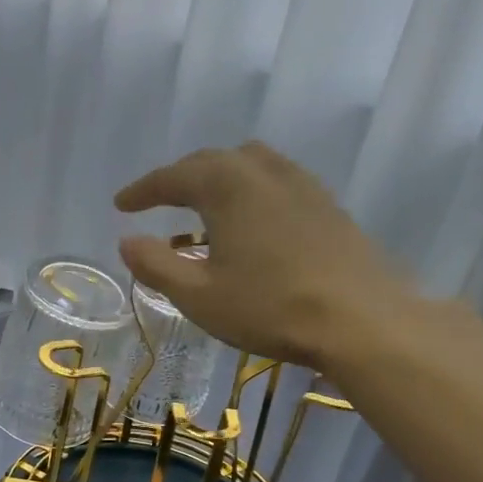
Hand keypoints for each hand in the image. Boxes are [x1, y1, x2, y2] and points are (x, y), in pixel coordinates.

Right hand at [113, 141, 418, 367]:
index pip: (174, 176)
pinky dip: (251, 193)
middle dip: (180, 179)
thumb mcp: (199, 295)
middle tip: (158, 201)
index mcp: (227, 185)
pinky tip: (253, 224)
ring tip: (205, 208)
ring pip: (249, 166)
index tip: (121, 205)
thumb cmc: (270, 307)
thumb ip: (157, 265)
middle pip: (212, 161)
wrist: (361, 319)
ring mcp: (302, 185)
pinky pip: (277, 183)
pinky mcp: (328, 205)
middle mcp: (264, 171)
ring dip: (219, 181)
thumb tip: (127, 242)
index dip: (143, 190)